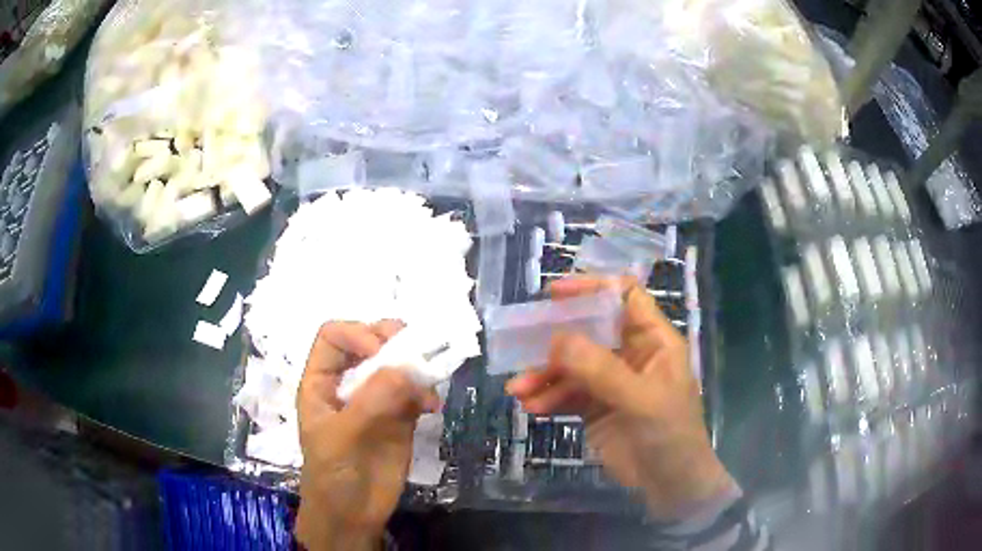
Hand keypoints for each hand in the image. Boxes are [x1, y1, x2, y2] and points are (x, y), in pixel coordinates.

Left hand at [295, 321, 438, 550]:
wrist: (353, 515)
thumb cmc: (333, 474)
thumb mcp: (342, 436)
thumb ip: (371, 401)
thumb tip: (407, 368)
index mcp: (321, 382)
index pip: (334, 337)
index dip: (357, 334)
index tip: (381, 352)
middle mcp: (348, 384)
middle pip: (368, 343)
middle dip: (391, 340)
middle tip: (415, 348)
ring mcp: (375, 400)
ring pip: (396, 365)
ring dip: (415, 365)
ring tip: (428, 379)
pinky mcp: (399, 418)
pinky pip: (415, 392)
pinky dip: (426, 392)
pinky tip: (433, 406)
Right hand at [507, 277, 734, 518]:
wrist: (669, 485)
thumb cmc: (670, 435)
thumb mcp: (641, 400)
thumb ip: (602, 370)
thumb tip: (558, 339)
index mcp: (653, 341)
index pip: (625, 297)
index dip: (593, 288)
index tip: (555, 295)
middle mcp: (631, 355)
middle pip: (589, 332)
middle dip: (556, 339)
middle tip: (522, 342)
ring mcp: (611, 382)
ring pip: (572, 366)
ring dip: (544, 375)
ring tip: (518, 390)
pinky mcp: (595, 408)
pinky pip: (567, 394)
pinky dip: (548, 397)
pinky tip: (532, 408)